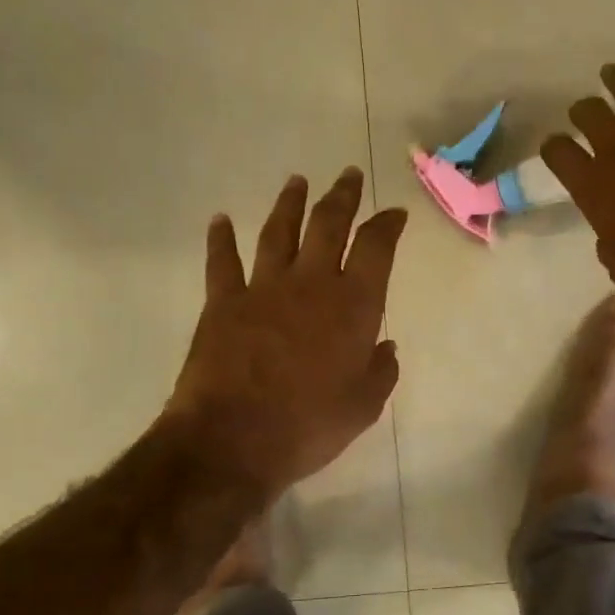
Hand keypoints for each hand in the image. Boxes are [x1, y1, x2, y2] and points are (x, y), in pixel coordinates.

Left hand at [166, 168, 406, 494]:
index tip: (393, 213)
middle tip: (348, 175)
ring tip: (297, 182)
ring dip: (290, 204)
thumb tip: (385, 348)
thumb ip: (380, 372)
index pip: (377, 248)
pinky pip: (222, 261)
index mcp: (353, 306)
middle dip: (342, 197)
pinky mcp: (223, 302)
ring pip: (280, 232)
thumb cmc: (309, 426)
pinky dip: (221, 239)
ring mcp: (263, 288)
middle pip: (329, 225)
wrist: (234, 440)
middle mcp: (312, 284)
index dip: (387, 225)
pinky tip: (220, 220)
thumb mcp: (363, 407)